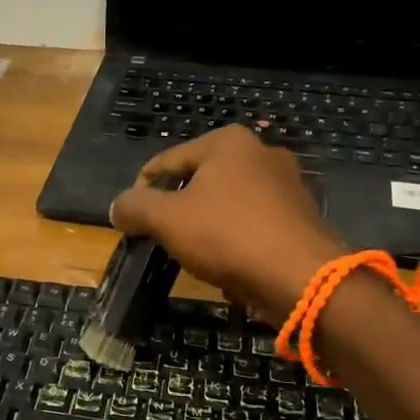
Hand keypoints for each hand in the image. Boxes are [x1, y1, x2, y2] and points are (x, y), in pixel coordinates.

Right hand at [109, 127, 341, 323]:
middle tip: (162, 237)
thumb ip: (136, 207)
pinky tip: (228, 266)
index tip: (130, 219)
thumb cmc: (228, 235)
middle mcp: (261, 153)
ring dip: (207, 227)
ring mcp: (287, 184)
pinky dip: (236, 241)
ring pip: (228, 205)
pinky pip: (254, 225)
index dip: (142, 190)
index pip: (167, 161)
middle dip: (178, 210)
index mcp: (228, 142)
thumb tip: (118, 207)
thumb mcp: (166, 219)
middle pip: (200, 181)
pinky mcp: (301, 217)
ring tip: (194, 256)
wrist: (301, 278)